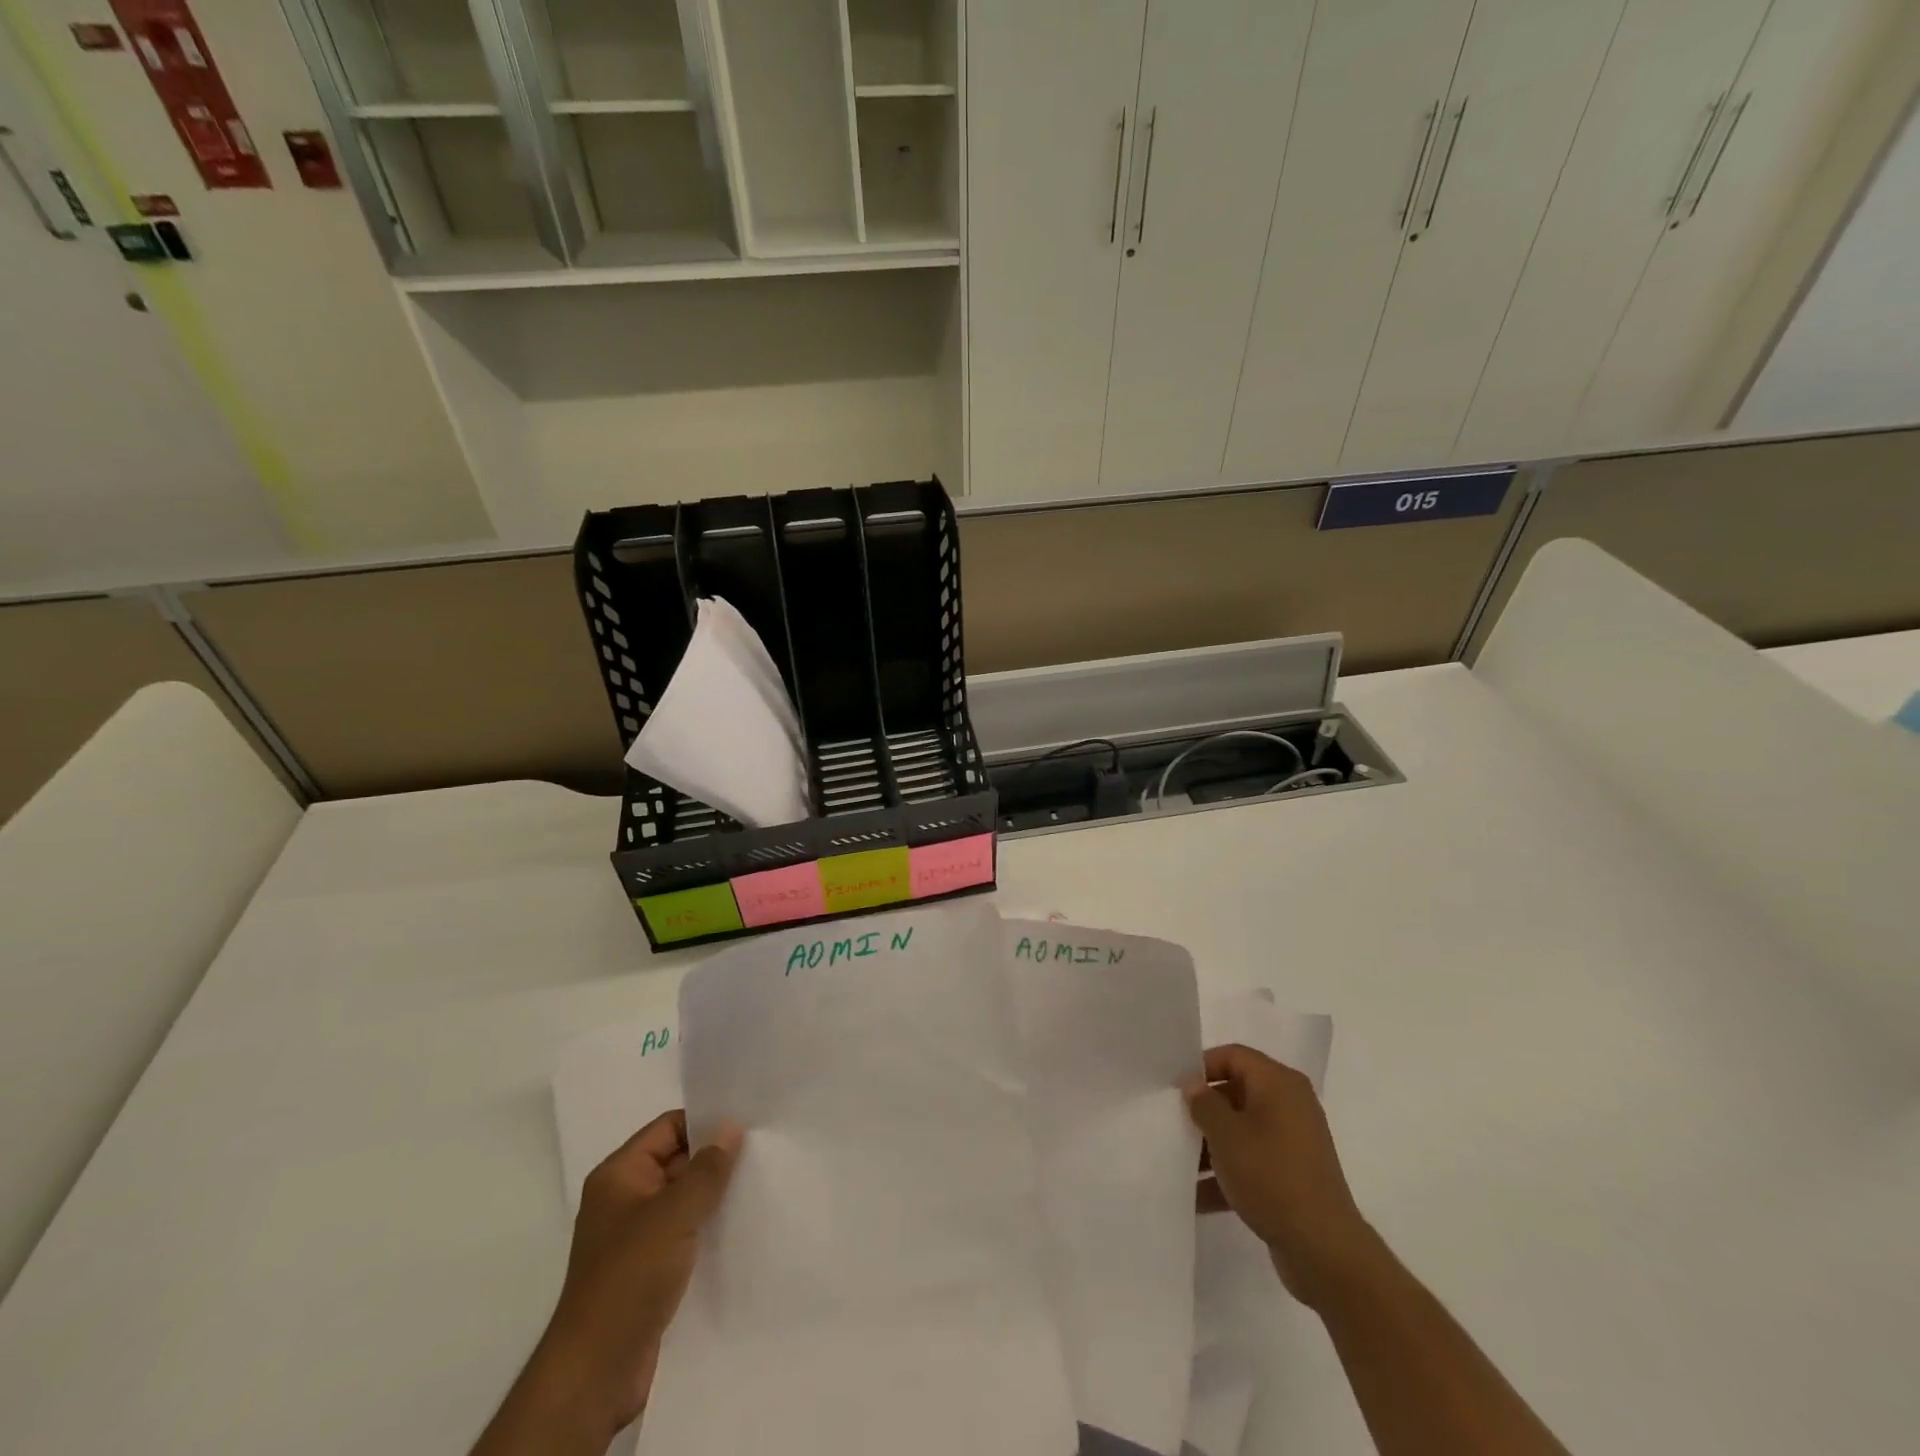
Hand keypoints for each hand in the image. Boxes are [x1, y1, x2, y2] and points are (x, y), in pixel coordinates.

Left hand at [474, 1111, 742, 1454]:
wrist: (596, 1372)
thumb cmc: (630, 1278)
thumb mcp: (674, 1215)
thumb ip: (706, 1169)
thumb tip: (730, 1126)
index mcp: (619, 1175)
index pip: (668, 1128)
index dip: (705, 1121)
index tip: (748, 1120)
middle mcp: (624, 1198)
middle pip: (676, 1160)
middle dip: (715, 1157)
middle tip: (762, 1150)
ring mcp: (634, 1236)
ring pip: (682, 1198)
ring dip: (714, 1194)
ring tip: (759, 1183)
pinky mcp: (647, 1269)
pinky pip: (683, 1231)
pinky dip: (707, 1226)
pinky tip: (740, 1226)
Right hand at [1186, 1043, 1379, 1308]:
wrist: (1324, 1251)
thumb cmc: (1272, 1177)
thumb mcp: (1227, 1135)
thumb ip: (1204, 1104)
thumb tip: (1194, 1086)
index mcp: (1279, 1084)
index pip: (1233, 1056)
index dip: (1202, 1066)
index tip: (1173, 1088)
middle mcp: (1290, 1106)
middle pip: (1236, 1093)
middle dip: (1203, 1110)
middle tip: (1171, 1122)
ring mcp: (1293, 1143)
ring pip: (1241, 1131)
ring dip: (1211, 1146)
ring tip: (1178, 1162)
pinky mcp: (1292, 1177)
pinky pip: (1252, 1163)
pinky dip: (1227, 1174)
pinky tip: (1196, 1196)